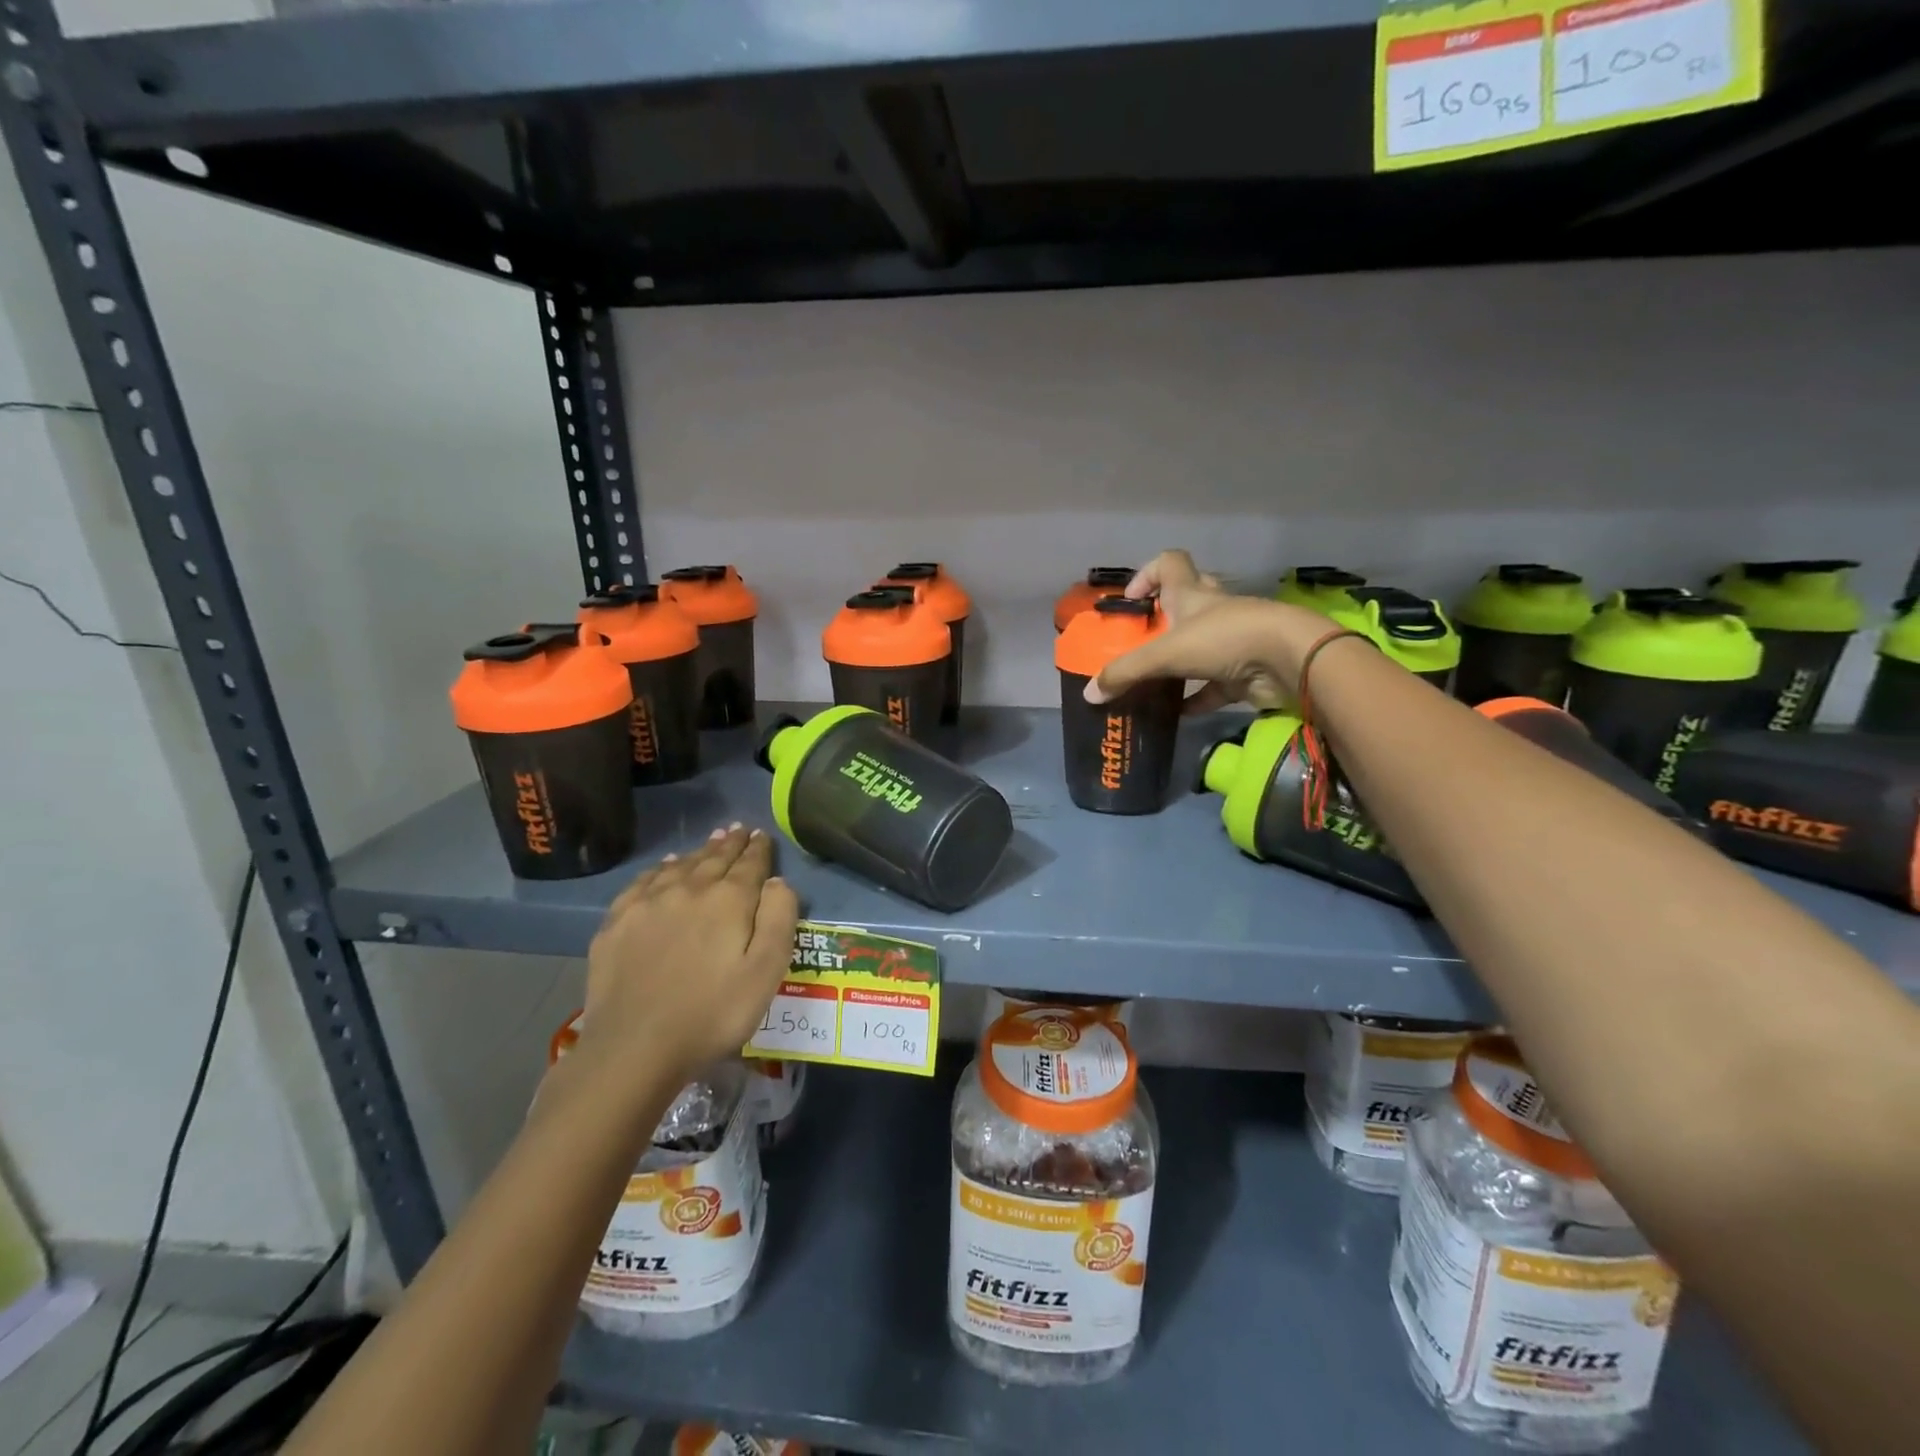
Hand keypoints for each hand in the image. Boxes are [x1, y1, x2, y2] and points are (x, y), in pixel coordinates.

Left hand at [575, 826, 798, 1098]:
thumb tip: (778, 881)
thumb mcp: (766, 971)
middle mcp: (689, 889)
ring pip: (680, 865)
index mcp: (729, 899)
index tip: (762, 835)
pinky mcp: (617, 922)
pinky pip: (644, 881)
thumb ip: (779, 918)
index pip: (750, 864)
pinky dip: (661, 869)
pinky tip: (665, 868)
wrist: (635, 1047)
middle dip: (730, 843)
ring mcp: (648, 903)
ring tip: (711, 841)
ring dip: (699, 851)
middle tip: (738, 830)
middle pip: (714, 858)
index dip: (758, 849)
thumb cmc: (713, 1013)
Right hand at [1087, 550, 1329, 712]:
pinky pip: (1211, 686)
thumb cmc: (1224, 640)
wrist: (1289, 661)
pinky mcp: (1242, 672)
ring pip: (1197, 646)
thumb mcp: (1165, 653)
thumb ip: (1126, 672)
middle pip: (1185, 602)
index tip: (1131, 600)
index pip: (1169, 564)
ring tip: (1149, 681)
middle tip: (1140, 642)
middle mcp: (1211, 612)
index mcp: (1191, 594)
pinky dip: (1193, 698)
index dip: (1147, 574)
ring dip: (1176, 662)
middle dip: (1162, 620)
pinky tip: (1174, 714)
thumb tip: (1089, 694)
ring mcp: (1230, 641)